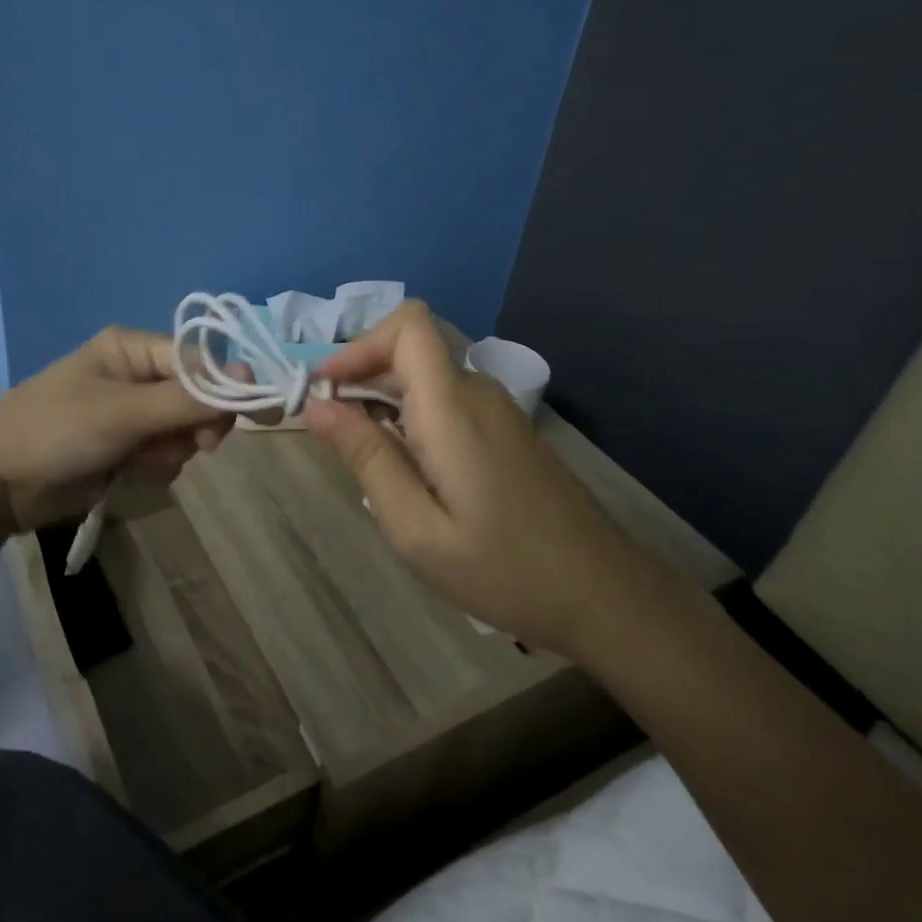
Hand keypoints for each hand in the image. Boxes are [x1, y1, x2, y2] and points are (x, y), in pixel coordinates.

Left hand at [0, 326, 235, 535]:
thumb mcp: (125, 412)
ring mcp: (129, 413)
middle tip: (197, 447)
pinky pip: (163, 453)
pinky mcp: (123, 447)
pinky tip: (130, 473)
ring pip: (183, 430)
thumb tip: (251, 376)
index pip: (201, 361)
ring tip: (140, 460)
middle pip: (197, 396)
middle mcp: (135, 374)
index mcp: (132, 349)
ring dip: (172, 450)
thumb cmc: (56, 431)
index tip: (266, 415)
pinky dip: (155, 466)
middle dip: (196, 425)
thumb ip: (189, 398)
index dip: (232, 387)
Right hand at [303, 301, 624, 649]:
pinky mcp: (507, 431)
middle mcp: (476, 393)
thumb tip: (317, 406)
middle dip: (360, 377)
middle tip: (331, 437)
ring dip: (384, 401)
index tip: (326, 391)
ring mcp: (497, 411)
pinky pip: (447, 402)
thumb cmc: (503, 569)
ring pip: (425, 377)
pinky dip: (412, 418)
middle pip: (409, 350)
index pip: (408, 325)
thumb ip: (366, 458)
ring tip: (366, 461)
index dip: (359, 345)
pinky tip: (409, 473)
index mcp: (452, 406)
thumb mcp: (416, 528)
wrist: (604, 595)